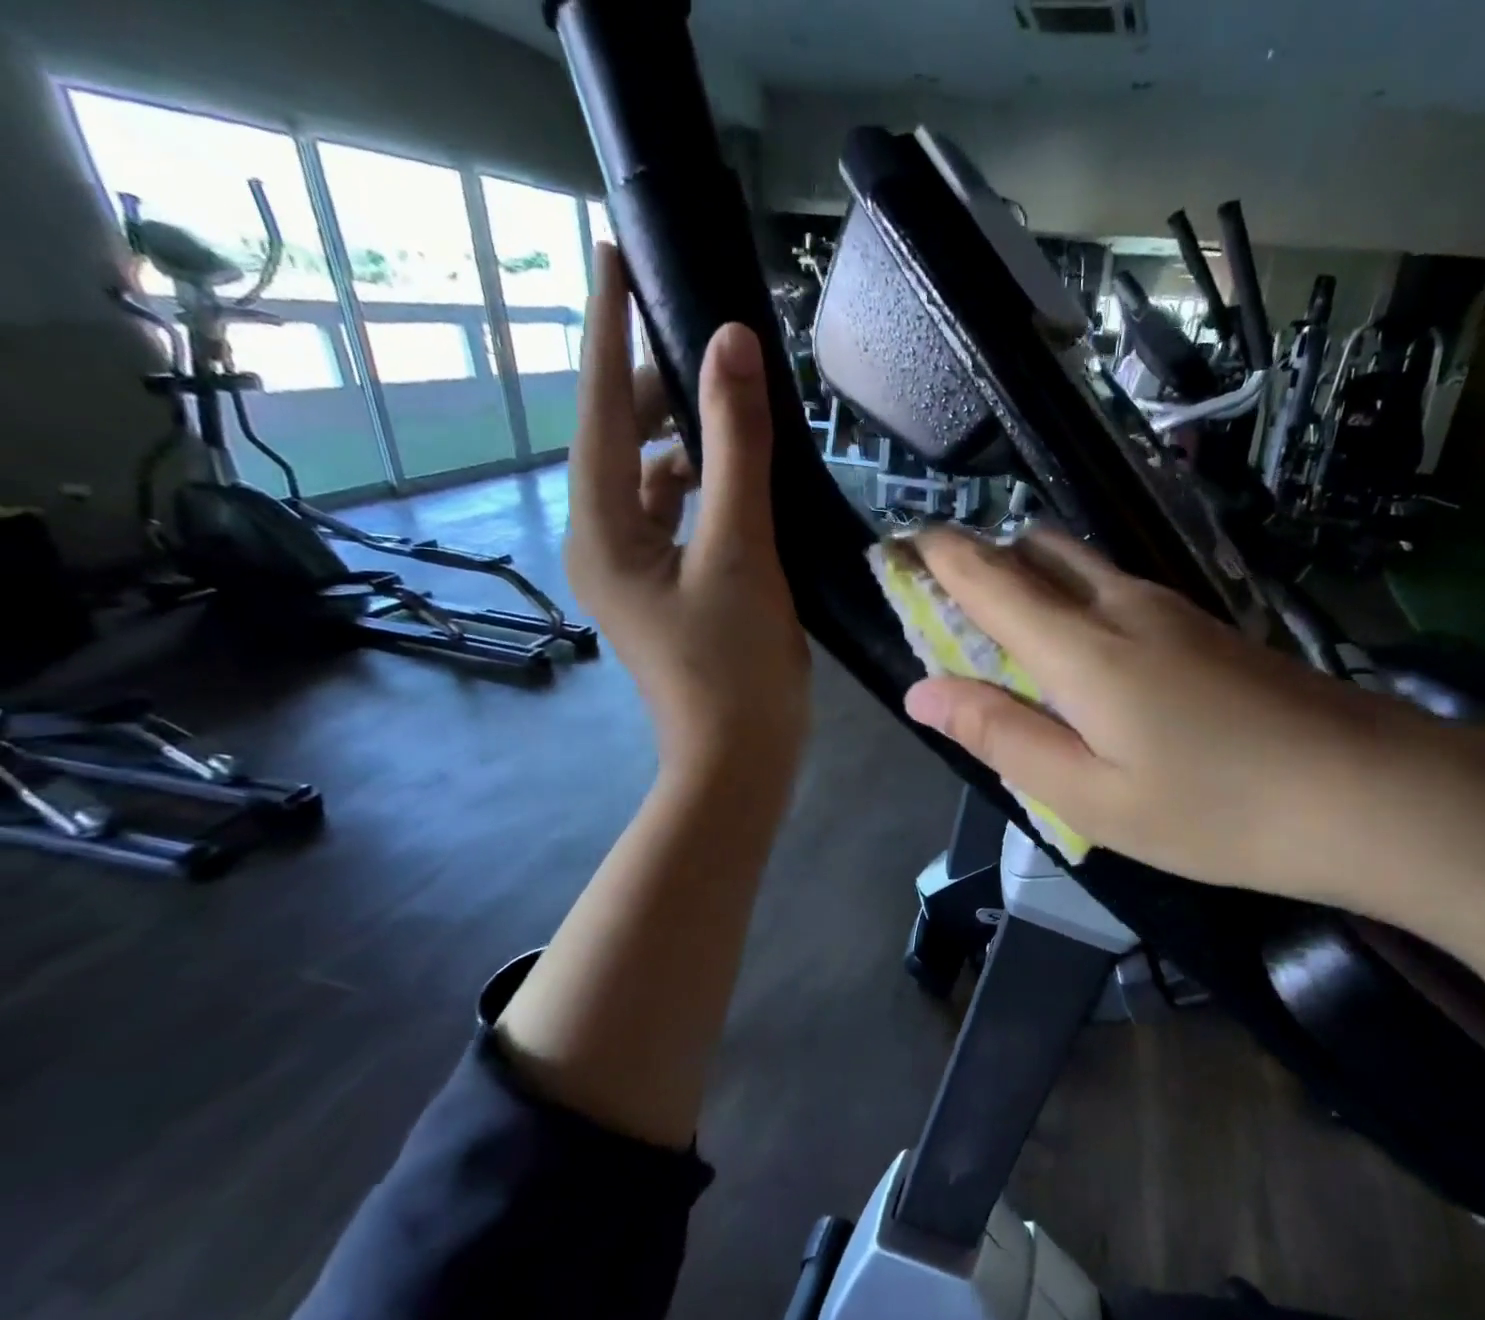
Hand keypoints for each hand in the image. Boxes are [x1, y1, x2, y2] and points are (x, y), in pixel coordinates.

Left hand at [568, 243, 809, 780]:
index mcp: (603, 529)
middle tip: (697, 333)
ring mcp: (636, 570)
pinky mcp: (670, 590)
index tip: (610, 252)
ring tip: (726, 398)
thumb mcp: (739, 553)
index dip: (608, 329)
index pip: (600, 408)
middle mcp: (605, 542)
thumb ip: (736, 451)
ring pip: (650, 479)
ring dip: (683, 437)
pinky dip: (702, 486)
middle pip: (619, 441)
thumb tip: (730, 347)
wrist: (740, 759)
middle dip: (652, 385)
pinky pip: (676, 516)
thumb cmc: (734, 666)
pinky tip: (735, 476)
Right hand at [901, 528, 1469, 911]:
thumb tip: (922, 692)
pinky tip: (1085, 658)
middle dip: (982, 562)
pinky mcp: (1206, 625)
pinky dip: (1076, 604)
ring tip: (1009, 637)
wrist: (1368, 792)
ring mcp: (1172, 608)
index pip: (986, 575)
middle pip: (1035, 551)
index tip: (896, 550)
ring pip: (1080, 566)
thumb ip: (1001, 737)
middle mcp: (1121, 605)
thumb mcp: (1089, 797)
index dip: (934, 555)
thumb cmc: (1214, 810)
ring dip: (1032, 582)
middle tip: (950, 610)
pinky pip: (1117, 592)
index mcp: (1080, 646)